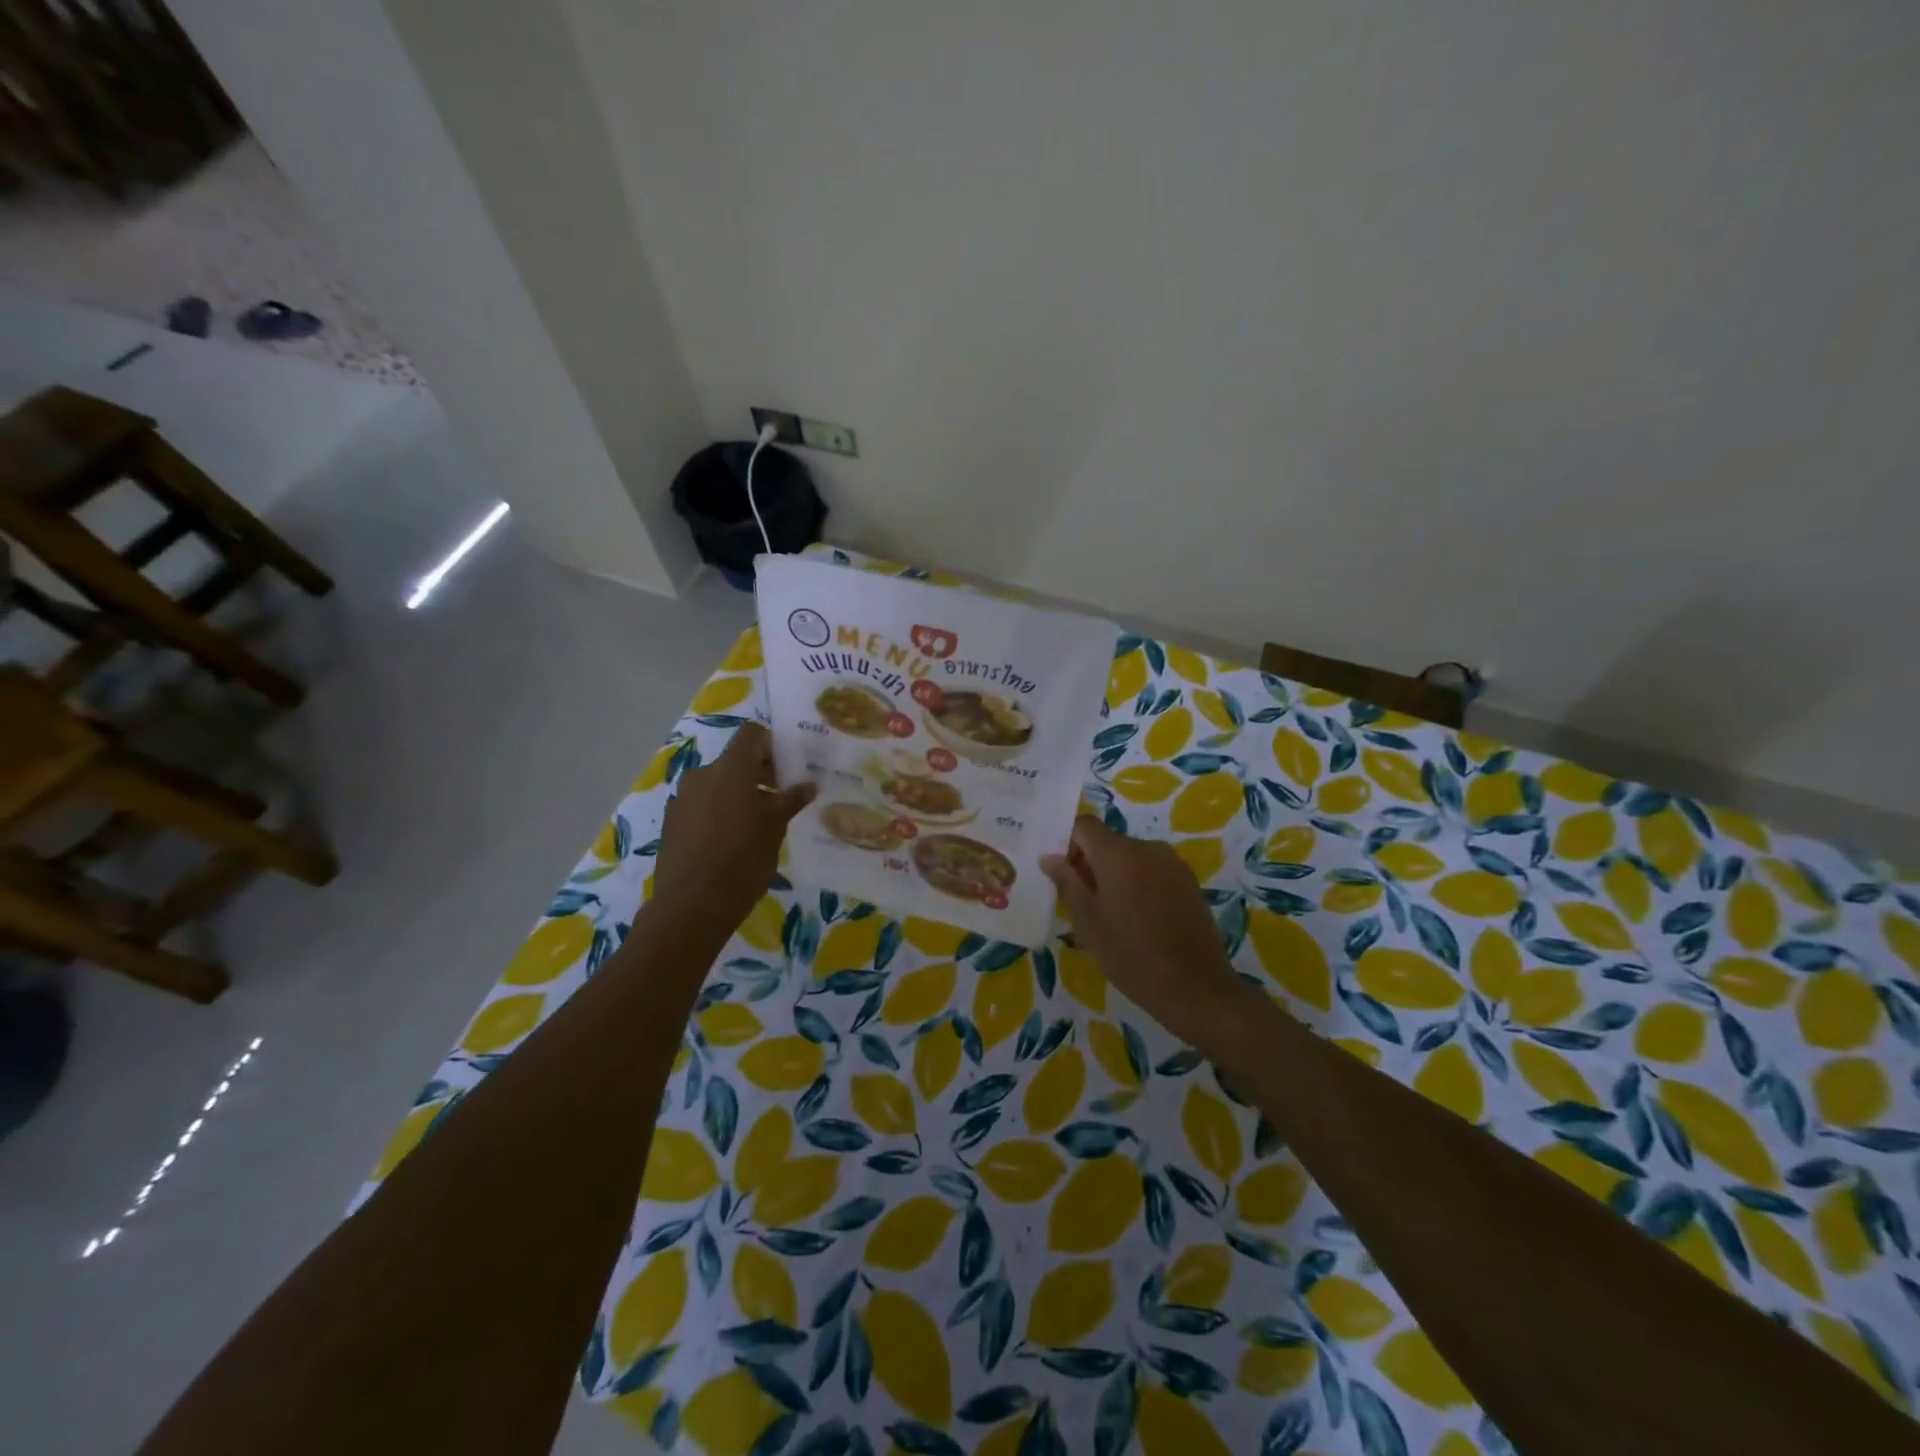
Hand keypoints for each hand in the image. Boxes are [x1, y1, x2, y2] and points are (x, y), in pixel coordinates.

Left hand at [655, 723, 814, 928]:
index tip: (788, 767)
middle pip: (735, 760)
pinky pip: (702, 803)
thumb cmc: (743, 860)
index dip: (771, 744)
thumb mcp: (775, 829)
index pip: (751, 734)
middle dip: (759, 773)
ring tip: (758, 822)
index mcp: (730, 769)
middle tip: (781, 798)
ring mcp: (683, 798)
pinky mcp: (672, 821)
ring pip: (717, 783)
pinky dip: (719, 810)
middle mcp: (702, 774)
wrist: (692, 906)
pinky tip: (732, 839)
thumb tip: (808, 785)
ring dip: (739, 793)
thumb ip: (790, 801)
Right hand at [1041, 815, 1244, 1045]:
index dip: (1068, 844)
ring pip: (1132, 858)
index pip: (1085, 825)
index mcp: (1118, 853)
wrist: (1195, 988)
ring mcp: (1173, 864)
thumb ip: (1067, 882)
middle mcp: (1148, 848)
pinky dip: (1139, 885)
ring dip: (1116, 876)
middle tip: (1083, 904)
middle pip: (1109, 842)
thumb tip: (1049, 857)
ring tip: (1113, 917)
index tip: (1064, 876)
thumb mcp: (1088, 921)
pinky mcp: (1189, 882)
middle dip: (1091, 864)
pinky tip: (1140, 921)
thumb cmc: (1130, 954)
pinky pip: (1153, 872)